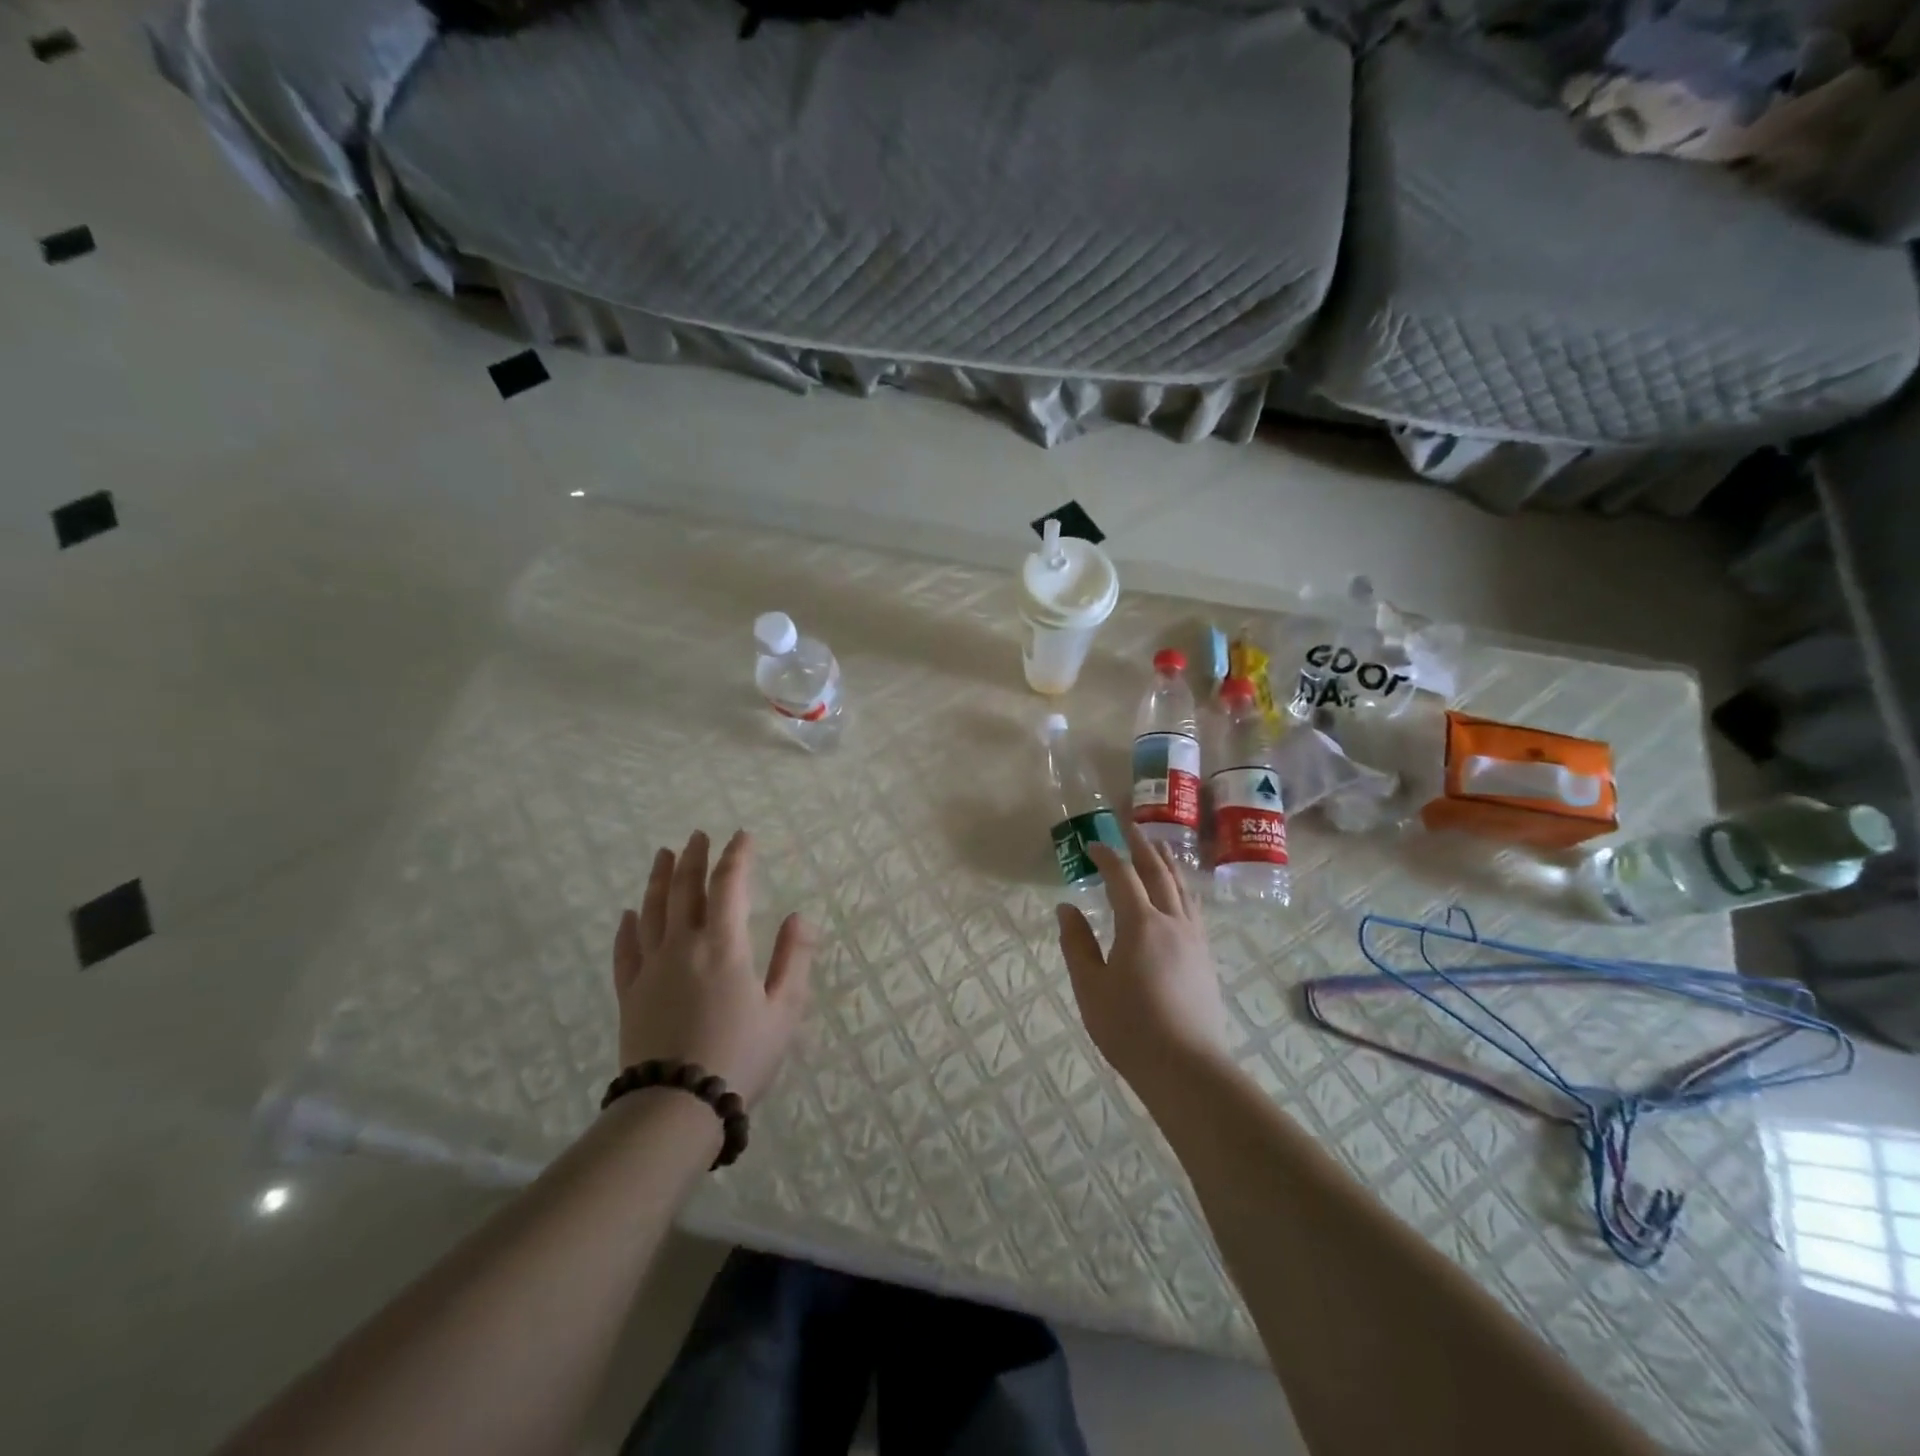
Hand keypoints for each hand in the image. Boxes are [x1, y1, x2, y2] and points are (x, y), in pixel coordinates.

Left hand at [613, 830, 814, 1106]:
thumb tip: (799, 915)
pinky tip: (629, 913)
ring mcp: (650, 968)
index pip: (729, 885)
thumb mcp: (784, 1010)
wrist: (676, 1107)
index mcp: (723, 945)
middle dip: (694, 857)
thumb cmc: (740, 1056)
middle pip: (684, 888)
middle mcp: (683, 946)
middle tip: (698, 835)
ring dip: (658, 878)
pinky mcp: (630, 994)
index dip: (737, 856)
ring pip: (652, 910)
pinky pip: (626, 950)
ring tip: (663, 854)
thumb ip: (793, 958)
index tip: (743, 836)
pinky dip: (628, 926)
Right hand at [1056, 821, 1228, 1091]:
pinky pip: (1193, 908)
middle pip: (1158, 873)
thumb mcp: (1090, 986)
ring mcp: (1194, 939)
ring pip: (1182, 888)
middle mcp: (1172, 921)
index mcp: (1140, 924)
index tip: (1091, 844)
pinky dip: (1183, 889)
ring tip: (1159, 846)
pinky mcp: (1205, 957)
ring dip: (1167, 863)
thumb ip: (1077, 943)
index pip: (1122, 876)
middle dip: (1142, 847)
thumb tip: (1066, 908)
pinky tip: (1180, 894)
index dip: (1106, 856)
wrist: (1186, 1067)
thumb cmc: (1129, 1027)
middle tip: (1130, 827)